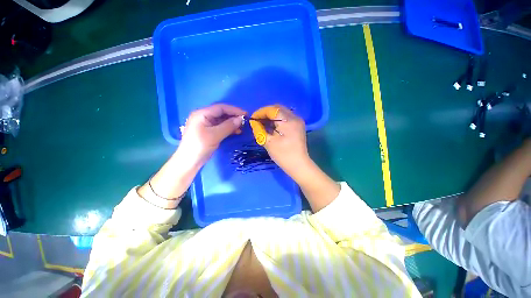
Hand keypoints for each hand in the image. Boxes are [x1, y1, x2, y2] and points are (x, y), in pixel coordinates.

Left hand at [180, 104, 245, 161]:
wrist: (189, 162)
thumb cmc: (200, 146)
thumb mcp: (215, 135)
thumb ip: (228, 126)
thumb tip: (241, 119)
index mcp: (202, 114)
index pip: (221, 108)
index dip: (234, 110)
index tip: (245, 114)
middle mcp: (204, 116)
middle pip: (221, 113)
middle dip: (233, 116)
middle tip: (245, 121)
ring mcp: (206, 124)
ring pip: (222, 120)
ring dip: (232, 123)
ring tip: (242, 127)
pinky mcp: (209, 131)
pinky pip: (221, 127)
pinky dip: (229, 128)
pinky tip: (236, 131)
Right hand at [250, 105, 310, 179]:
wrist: (299, 165)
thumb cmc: (283, 155)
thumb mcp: (268, 142)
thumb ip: (259, 129)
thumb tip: (254, 122)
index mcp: (288, 121)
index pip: (272, 109)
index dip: (260, 112)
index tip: (252, 119)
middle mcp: (295, 117)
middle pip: (277, 108)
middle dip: (266, 113)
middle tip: (257, 120)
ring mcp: (298, 121)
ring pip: (282, 112)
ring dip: (271, 116)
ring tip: (263, 124)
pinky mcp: (298, 126)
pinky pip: (286, 118)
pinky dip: (277, 120)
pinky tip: (272, 127)